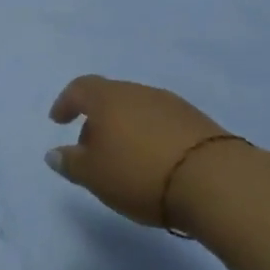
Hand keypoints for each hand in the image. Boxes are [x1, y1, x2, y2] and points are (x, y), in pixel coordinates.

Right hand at [46, 76, 228, 227]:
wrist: (216, 182)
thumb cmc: (140, 174)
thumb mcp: (94, 176)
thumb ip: (70, 163)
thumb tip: (54, 153)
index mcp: (108, 98)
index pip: (80, 88)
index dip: (66, 103)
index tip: (59, 121)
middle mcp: (139, 92)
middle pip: (110, 98)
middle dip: (97, 120)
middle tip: (92, 149)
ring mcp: (172, 104)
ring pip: (138, 110)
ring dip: (126, 129)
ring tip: (125, 159)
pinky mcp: (198, 122)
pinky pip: (163, 123)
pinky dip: (151, 137)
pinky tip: (155, 162)